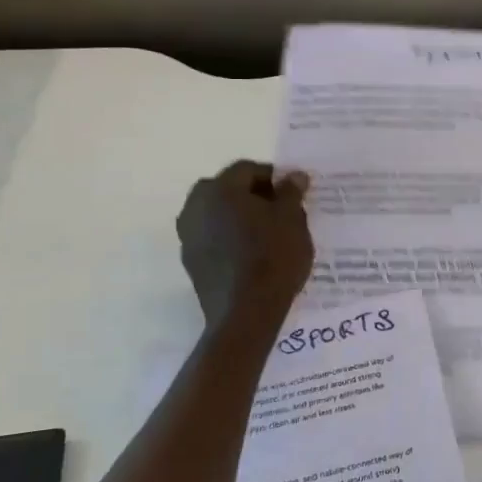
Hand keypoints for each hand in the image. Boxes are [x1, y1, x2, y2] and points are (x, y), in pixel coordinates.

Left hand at [176, 161, 313, 327]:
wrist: (246, 313)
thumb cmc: (273, 256)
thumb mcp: (292, 219)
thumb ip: (291, 193)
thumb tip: (293, 176)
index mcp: (220, 189)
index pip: (248, 169)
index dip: (273, 176)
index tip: (293, 192)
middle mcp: (196, 206)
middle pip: (227, 189)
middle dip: (253, 195)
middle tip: (279, 210)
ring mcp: (188, 235)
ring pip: (217, 214)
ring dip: (239, 216)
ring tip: (267, 232)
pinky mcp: (190, 261)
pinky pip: (212, 237)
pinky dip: (229, 237)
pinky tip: (251, 253)